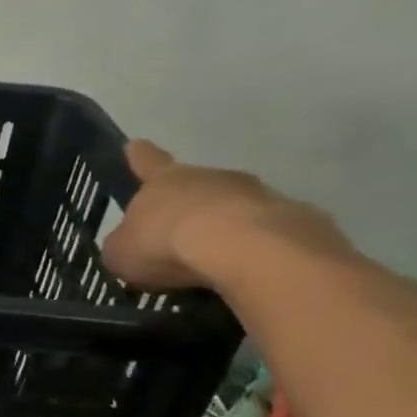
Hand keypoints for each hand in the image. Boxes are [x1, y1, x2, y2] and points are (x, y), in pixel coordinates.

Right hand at [101, 140, 345, 290]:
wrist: (246, 250)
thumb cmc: (168, 244)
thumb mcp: (122, 253)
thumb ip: (123, 246)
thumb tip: (129, 246)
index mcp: (165, 181)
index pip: (147, 162)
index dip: (139, 156)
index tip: (135, 145)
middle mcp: (211, 178)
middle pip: (196, 186)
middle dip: (188, 205)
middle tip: (178, 235)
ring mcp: (257, 194)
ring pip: (234, 208)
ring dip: (224, 227)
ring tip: (213, 262)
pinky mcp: (294, 219)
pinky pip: (266, 233)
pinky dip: (256, 249)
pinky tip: (248, 271)